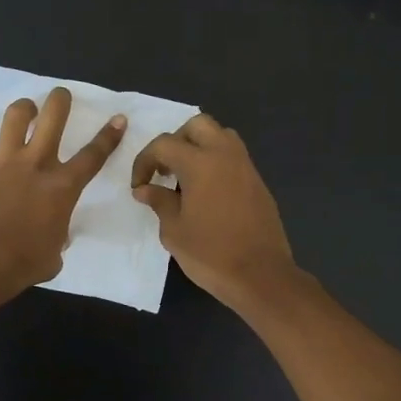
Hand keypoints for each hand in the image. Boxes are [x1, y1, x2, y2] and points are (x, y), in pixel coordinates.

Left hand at [0, 87, 125, 300]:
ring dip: (22, 108)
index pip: (93, 156)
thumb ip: (58, 238)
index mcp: (63, 187)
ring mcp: (3, 162)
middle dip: (60, 100)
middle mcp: (36, 164)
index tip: (118, 118)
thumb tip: (54, 238)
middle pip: (53, 117)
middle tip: (60, 95)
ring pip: (15, 117)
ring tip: (24, 109)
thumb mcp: (55, 254)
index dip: (108, 136)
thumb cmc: (24, 263)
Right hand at [131, 114, 297, 312]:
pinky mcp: (258, 182)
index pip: (164, 144)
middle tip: (165, 169)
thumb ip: (159, 201)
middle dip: (176, 141)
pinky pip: (233, 157)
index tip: (139, 185)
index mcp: (200, 163)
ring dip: (199, 147)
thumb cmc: (210, 254)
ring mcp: (246, 167)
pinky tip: (206, 192)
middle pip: (198, 125)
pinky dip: (216, 162)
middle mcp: (225, 155)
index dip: (145, 161)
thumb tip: (144, 189)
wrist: (260, 275)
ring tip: (185, 177)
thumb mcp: (174, 230)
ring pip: (220, 136)